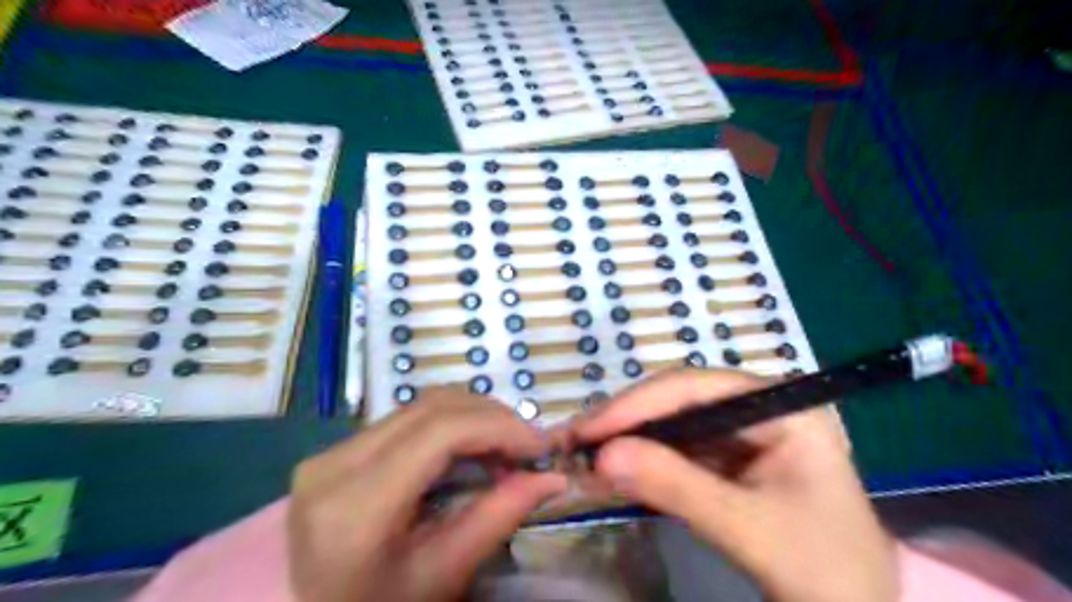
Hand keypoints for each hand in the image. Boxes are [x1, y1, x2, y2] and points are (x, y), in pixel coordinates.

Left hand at [284, 387, 567, 600]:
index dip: (498, 427)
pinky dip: (448, 425)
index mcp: (356, 507)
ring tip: (503, 447)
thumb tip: (552, 477)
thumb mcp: (442, 576)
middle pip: (431, 408)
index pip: (439, 432)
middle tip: (527, 446)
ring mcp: (329, 453)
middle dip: (491, 417)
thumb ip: (498, 517)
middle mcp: (334, 465)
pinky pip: (404, 420)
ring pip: (419, 406)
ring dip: (471, 417)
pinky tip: (469, 448)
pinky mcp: (334, 451)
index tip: (538, 445)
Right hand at [574, 369, 898, 598]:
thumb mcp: (751, 529)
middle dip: (626, 423)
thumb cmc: (827, 571)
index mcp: (782, 407)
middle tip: (574, 443)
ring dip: (628, 443)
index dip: (637, 404)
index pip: (696, 389)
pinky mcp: (729, 461)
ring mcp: (743, 435)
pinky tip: (613, 472)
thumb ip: (678, 488)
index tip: (588, 428)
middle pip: (678, 402)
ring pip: (672, 426)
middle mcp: (759, 409)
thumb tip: (602, 457)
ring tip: (583, 458)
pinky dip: (643, 464)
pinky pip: (678, 453)